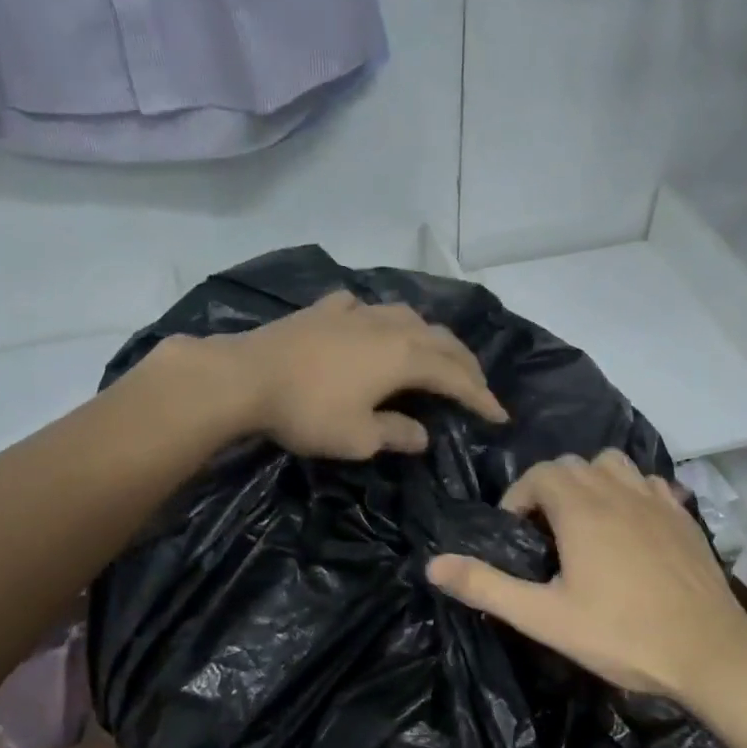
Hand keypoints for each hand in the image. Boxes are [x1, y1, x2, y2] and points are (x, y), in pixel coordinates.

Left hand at [199, 290, 507, 459]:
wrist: (246, 376)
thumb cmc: (308, 412)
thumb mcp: (359, 438)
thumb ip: (397, 434)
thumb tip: (422, 434)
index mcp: (405, 357)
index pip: (456, 377)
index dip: (480, 397)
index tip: (499, 416)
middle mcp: (390, 326)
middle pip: (440, 340)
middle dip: (465, 364)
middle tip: (477, 386)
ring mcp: (356, 313)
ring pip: (408, 317)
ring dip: (430, 337)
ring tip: (435, 353)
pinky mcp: (325, 309)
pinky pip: (366, 310)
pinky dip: (383, 321)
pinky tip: (374, 326)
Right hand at [426, 451, 746, 711]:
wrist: (709, 652)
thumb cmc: (621, 634)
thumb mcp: (543, 617)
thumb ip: (486, 587)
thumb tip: (433, 565)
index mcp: (581, 509)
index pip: (539, 475)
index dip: (518, 499)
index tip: (515, 537)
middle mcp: (618, 491)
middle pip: (573, 465)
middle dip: (549, 490)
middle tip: (544, 535)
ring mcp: (657, 500)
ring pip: (613, 465)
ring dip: (591, 483)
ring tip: (585, 523)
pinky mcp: (685, 516)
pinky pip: (650, 483)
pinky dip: (631, 492)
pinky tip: (631, 526)